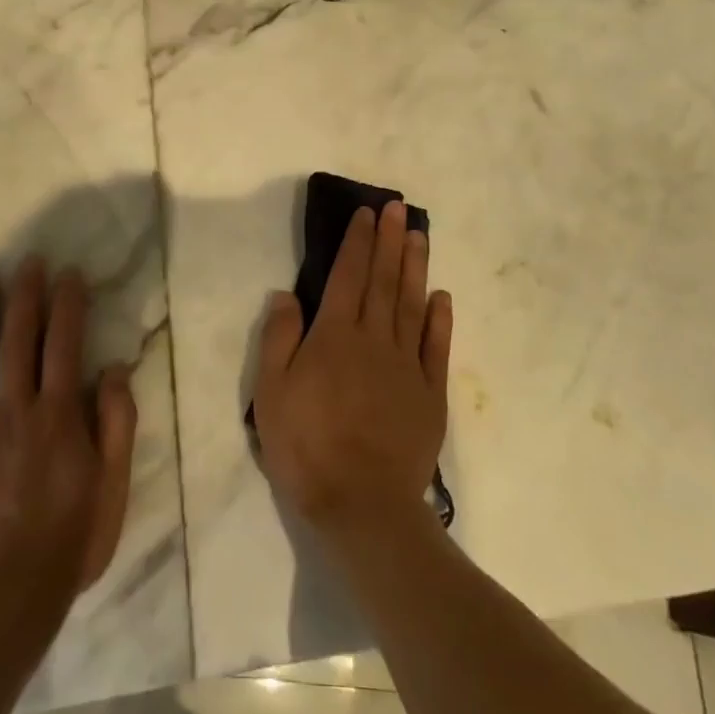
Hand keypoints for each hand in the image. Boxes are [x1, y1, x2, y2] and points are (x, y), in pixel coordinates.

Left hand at [0, 258, 137, 615]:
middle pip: (18, 339)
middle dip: (25, 295)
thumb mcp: (113, 486)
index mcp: (58, 415)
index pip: (63, 342)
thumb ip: (117, 424)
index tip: (69, 273)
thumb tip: (115, 368)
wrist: (1, 603)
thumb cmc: (69, 542)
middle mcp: (14, 411)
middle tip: (28, 262)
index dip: (68, 303)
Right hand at [252, 201, 453, 543]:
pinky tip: (442, 296)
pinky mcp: (430, 394)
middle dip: (390, 241)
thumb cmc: (307, 446)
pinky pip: (436, 348)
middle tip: (399, 208)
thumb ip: (279, 338)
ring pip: (411, 305)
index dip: (358, 242)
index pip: (348, 276)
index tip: (367, 214)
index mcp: (335, 336)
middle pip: (383, 281)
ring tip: (420, 236)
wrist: (363, 505)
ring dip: (415, 268)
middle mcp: (374, 339)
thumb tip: (286, 294)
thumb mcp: (272, 393)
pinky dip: (440, 319)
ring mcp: (407, 366)